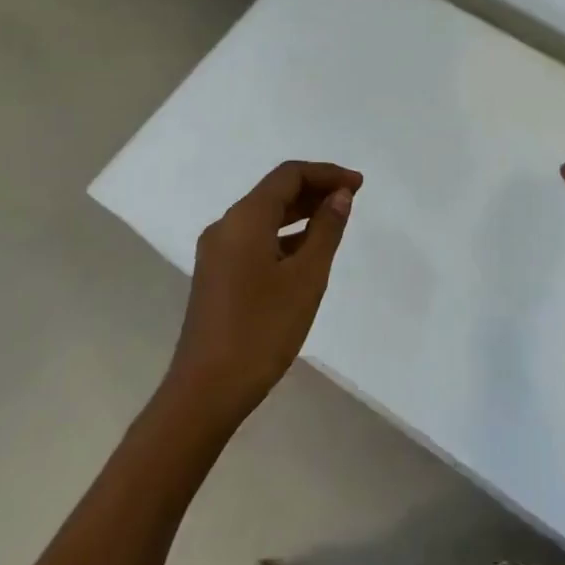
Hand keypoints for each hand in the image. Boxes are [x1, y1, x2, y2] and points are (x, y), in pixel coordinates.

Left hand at [168, 160, 361, 422]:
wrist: (205, 391)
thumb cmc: (262, 329)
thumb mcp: (306, 277)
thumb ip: (326, 230)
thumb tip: (340, 196)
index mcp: (245, 219)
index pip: (289, 175)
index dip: (326, 173)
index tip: (359, 184)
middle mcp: (226, 226)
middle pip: (274, 192)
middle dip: (315, 190)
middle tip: (353, 199)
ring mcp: (217, 252)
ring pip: (264, 216)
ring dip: (300, 212)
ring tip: (336, 222)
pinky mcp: (217, 276)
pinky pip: (255, 239)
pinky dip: (284, 235)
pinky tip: (307, 252)